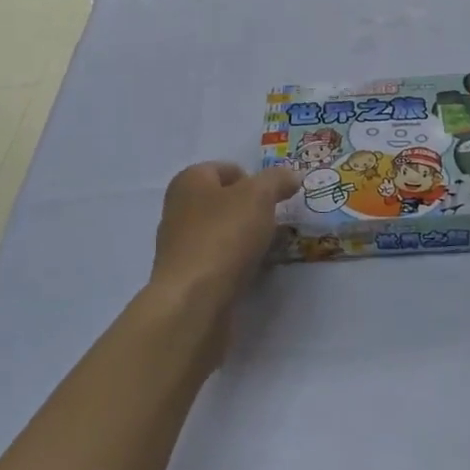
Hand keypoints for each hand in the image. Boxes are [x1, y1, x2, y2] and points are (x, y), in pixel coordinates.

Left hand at [147, 162, 300, 344]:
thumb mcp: (259, 195)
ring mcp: (180, 245)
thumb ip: (277, 180)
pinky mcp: (187, 277)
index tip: (275, 198)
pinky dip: (236, 263)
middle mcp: (179, 209)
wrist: (194, 300)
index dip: (254, 179)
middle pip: (224, 201)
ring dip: (245, 238)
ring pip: (222, 232)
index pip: (226, 169)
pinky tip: (251, 271)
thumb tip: (291, 177)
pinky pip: (218, 260)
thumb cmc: (224, 235)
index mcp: (189, 181)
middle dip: (251, 210)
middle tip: (275, 223)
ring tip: (268, 249)